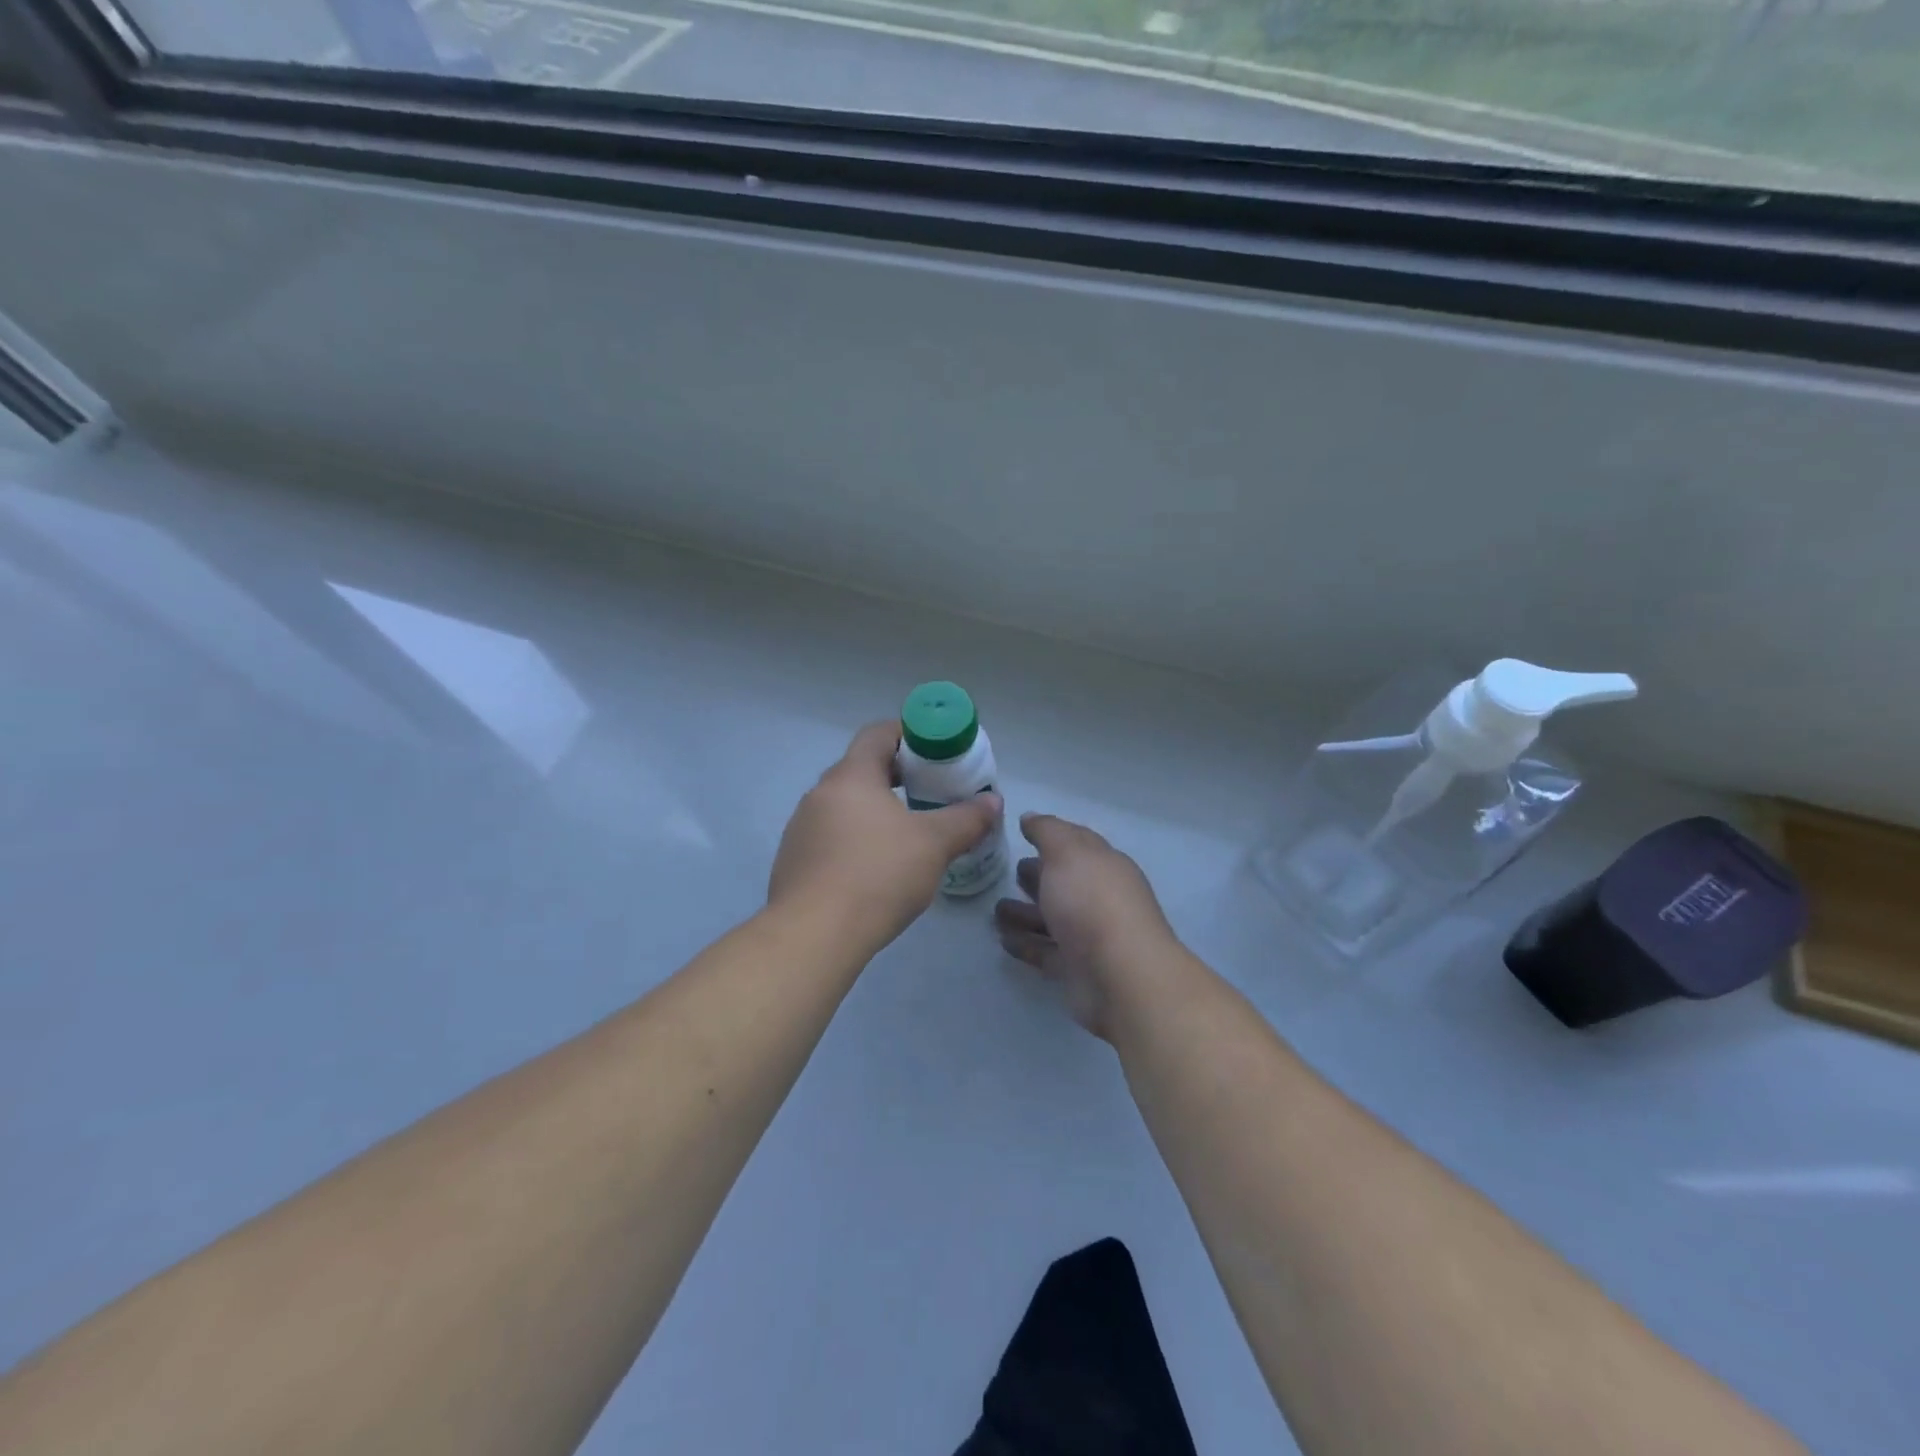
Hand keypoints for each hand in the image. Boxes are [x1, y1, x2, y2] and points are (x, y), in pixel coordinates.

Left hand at [769, 722, 1003, 954]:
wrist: (813, 935)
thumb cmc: (878, 875)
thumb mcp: (934, 845)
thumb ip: (966, 819)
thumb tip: (993, 801)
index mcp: (851, 776)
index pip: (877, 734)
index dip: (908, 734)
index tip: (935, 750)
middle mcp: (820, 793)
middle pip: (860, 769)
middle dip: (897, 775)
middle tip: (930, 791)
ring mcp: (802, 828)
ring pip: (845, 805)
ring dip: (874, 809)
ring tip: (906, 833)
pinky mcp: (794, 861)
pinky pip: (831, 836)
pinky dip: (856, 839)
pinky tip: (876, 868)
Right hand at [994, 813, 1182, 1040]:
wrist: (1120, 976)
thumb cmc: (1092, 902)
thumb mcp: (1067, 852)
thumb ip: (1047, 832)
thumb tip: (1030, 818)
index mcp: (1104, 865)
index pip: (1077, 844)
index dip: (1052, 837)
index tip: (1022, 833)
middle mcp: (1099, 898)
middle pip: (1064, 883)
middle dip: (1038, 876)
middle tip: (1008, 872)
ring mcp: (1089, 936)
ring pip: (1052, 919)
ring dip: (1025, 913)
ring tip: (995, 910)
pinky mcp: (1076, 969)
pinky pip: (1045, 952)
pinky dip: (1025, 944)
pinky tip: (1002, 940)